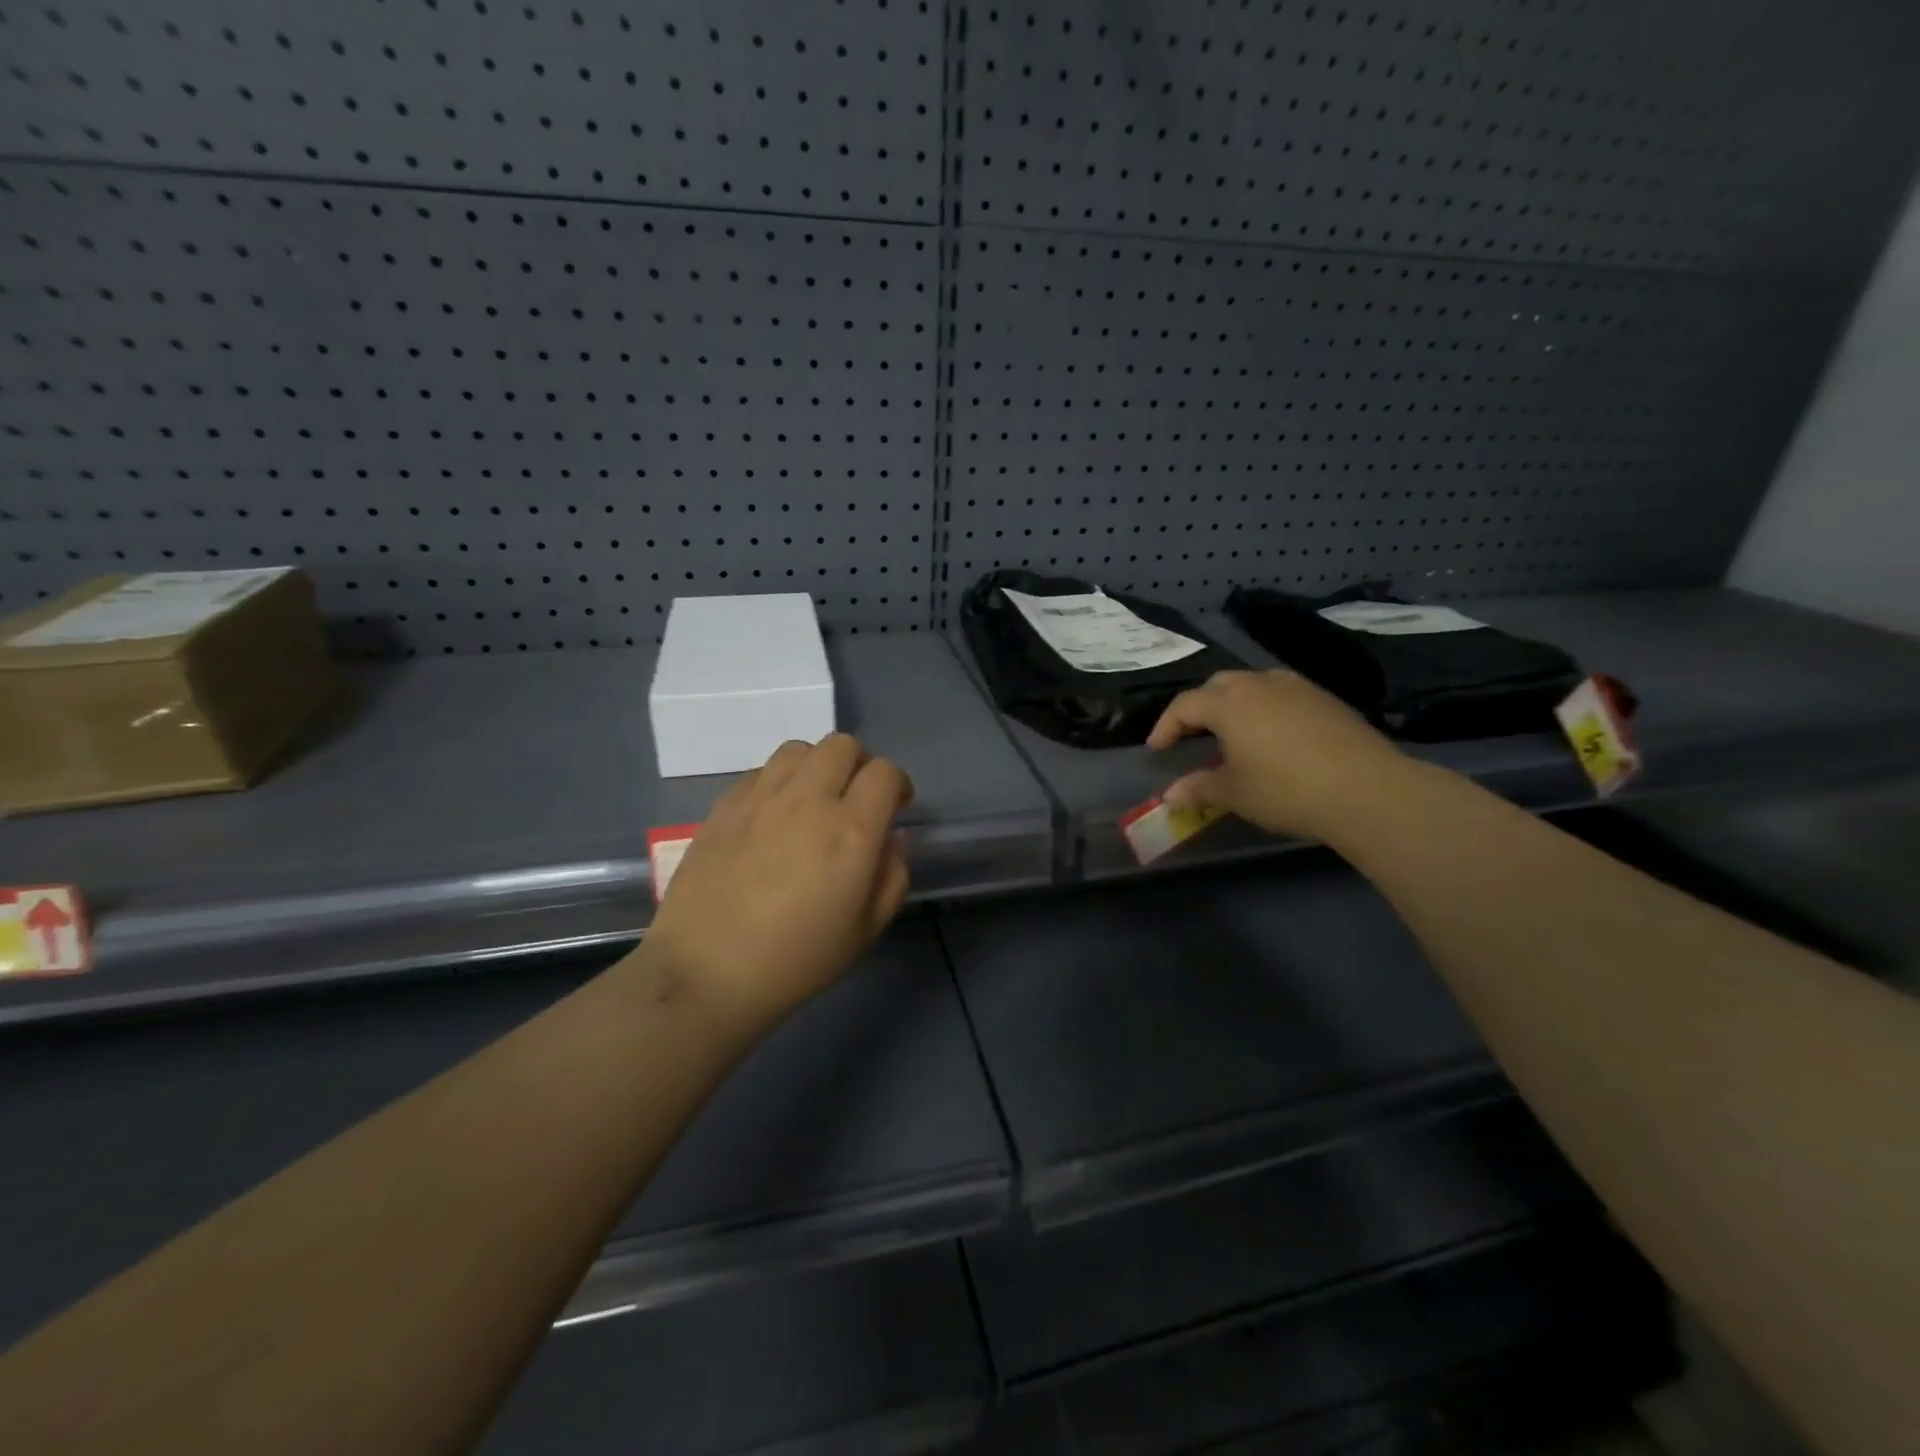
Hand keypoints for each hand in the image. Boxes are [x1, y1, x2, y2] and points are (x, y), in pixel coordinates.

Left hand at [644, 734, 914, 1037]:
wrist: (706, 973)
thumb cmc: (796, 961)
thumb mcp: (866, 930)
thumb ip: (892, 876)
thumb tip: (891, 839)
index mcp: (851, 830)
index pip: (885, 772)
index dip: (898, 784)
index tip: (896, 807)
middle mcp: (808, 800)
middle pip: (842, 745)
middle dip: (860, 764)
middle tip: (855, 799)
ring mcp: (761, 798)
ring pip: (799, 749)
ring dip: (817, 766)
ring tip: (812, 799)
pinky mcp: (724, 806)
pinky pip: (760, 772)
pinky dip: (778, 782)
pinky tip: (772, 815)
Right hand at [1146, 670, 1409, 839]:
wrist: (1367, 789)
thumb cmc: (1286, 790)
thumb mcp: (1235, 794)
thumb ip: (1198, 789)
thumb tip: (1169, 795)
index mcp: (1229, 703)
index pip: (1184, 705)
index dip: (1165, 726)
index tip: (1157, 749)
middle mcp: (1260, 684)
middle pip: (1217, 686)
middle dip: (1198, 707)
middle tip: (1192, 735)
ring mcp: (1297, 687)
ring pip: (1252, 684)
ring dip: (1233, 703)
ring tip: (1233, 732)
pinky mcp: (1325, 698)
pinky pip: (1281, 694)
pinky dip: (1265, 708)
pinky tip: (1273, 735)